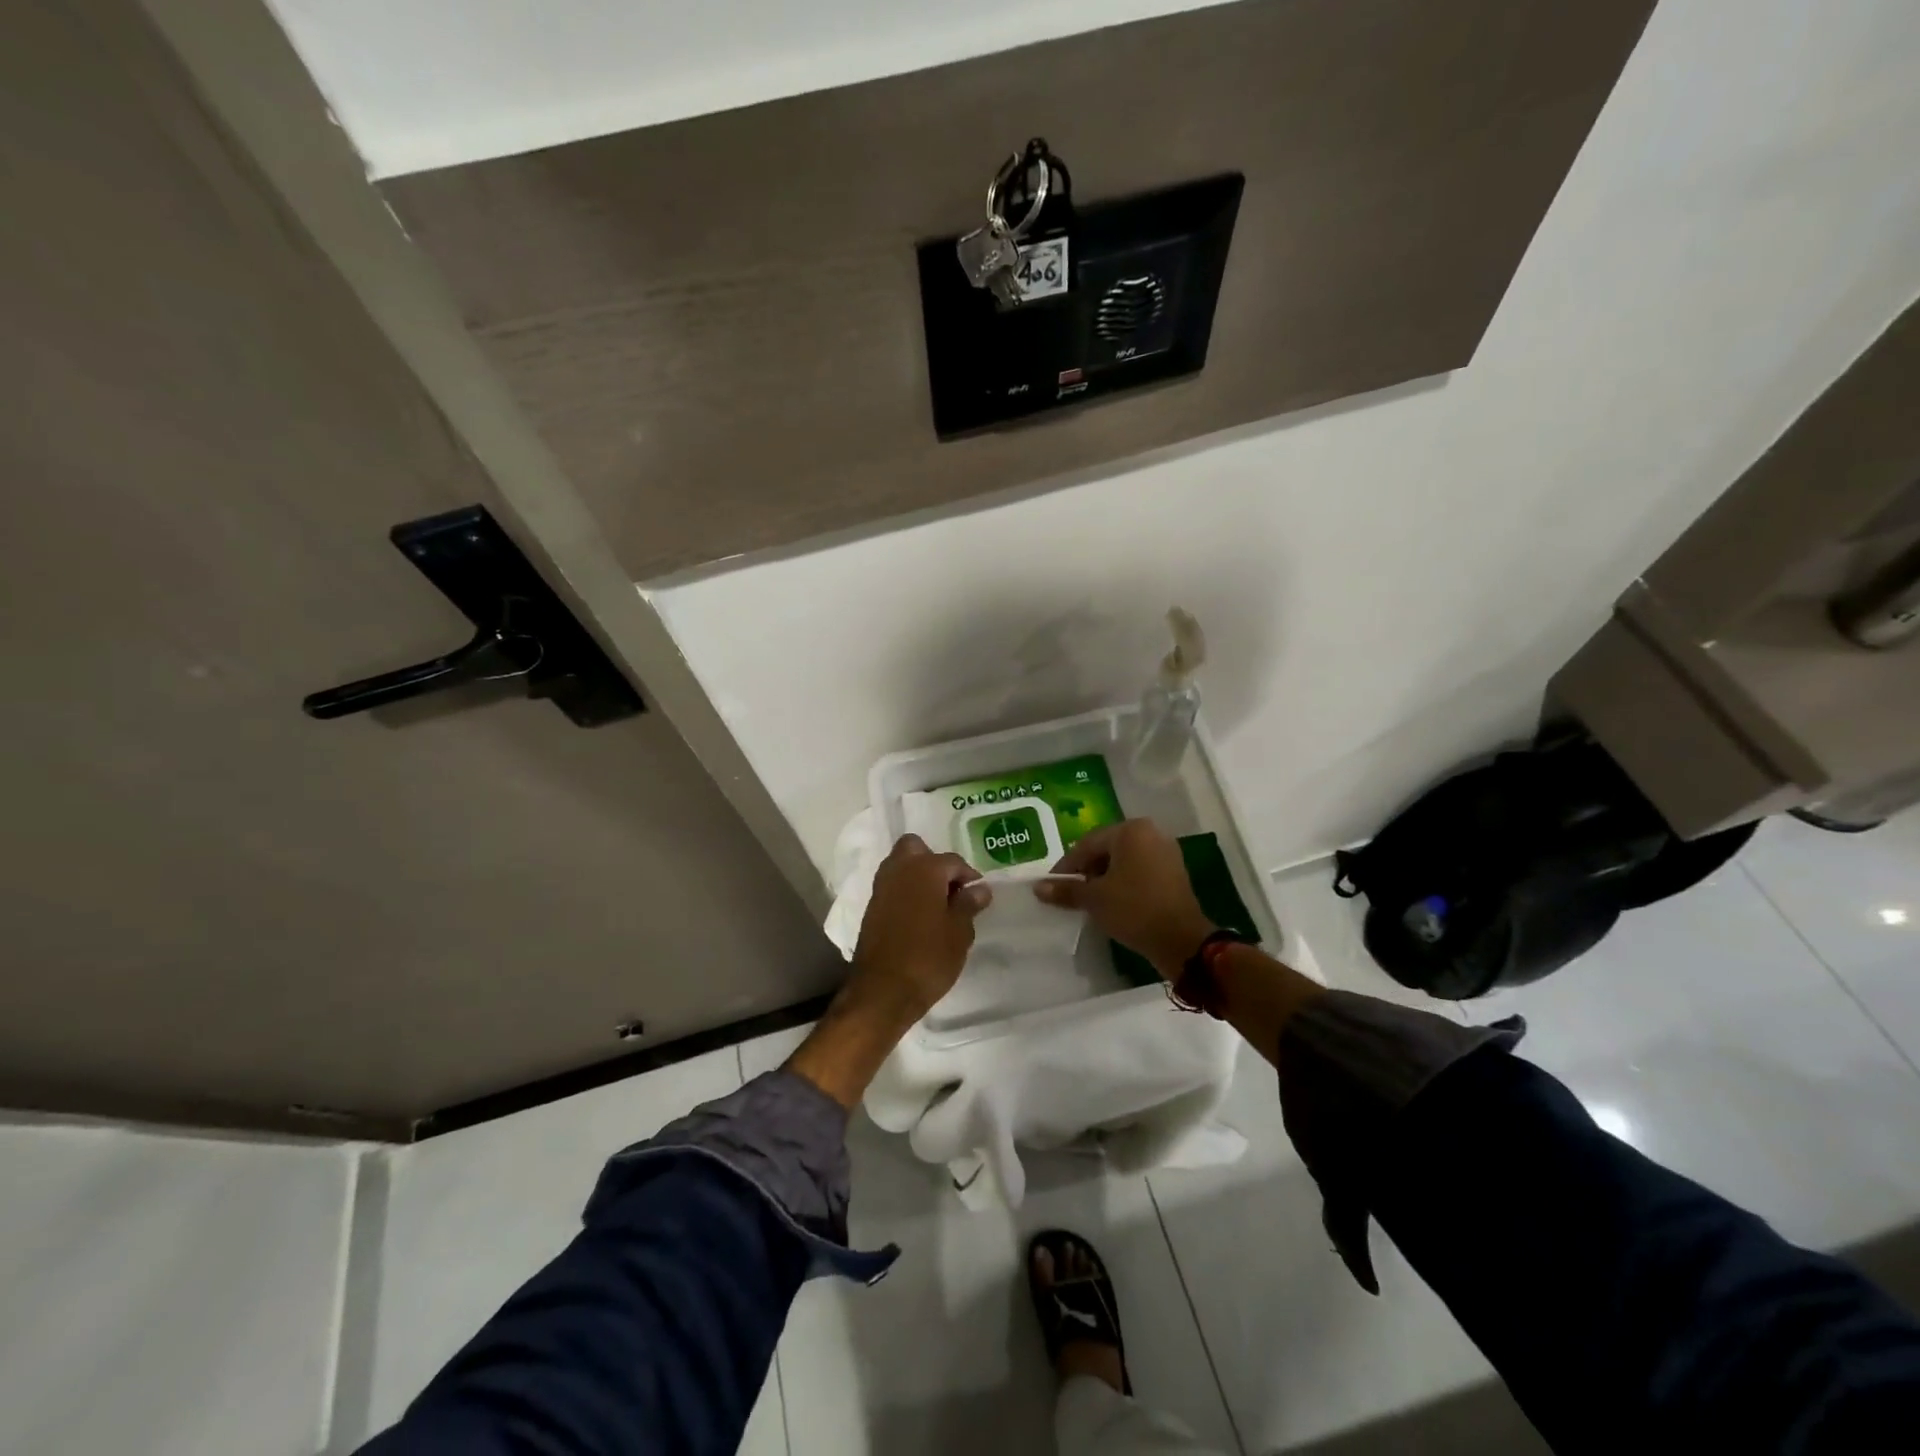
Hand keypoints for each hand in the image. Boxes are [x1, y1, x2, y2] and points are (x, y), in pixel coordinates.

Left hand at [846, 833, 990, 1023]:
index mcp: (924, 869)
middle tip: (950, 889)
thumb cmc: (928, 958)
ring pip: (900, 865)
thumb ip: (968, 905)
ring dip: (918, 876)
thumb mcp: (959, 933)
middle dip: (934, 861)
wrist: (883, 991)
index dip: (969, 875)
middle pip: (915, 848)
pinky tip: (920, 917)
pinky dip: (905, 892)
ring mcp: (881, 888)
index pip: (952, 861)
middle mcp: (899, 870)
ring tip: (937, 905)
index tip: (978, 894)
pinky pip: (892, 887)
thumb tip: (979, 889)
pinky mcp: (871, 908)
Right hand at [1035, 819, 1214, 980]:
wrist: (1182, 941)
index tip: (1053, 886)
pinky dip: (1123, 883)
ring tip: (1090, 900)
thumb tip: (1038, 887)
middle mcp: (1150, 833)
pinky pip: (1140, 871)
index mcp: (1131, 830)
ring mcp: (1165, 852)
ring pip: (1123, 861)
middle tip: (1071, 893)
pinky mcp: (1174, 872)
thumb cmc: (1134, 910)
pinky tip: (1113, 902)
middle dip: (1086, 870)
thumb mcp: (1095, 899)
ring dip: (1104, 878)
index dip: (1067, 866)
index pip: (1087, 844)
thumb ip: (1066, 889)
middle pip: (1106, 849)